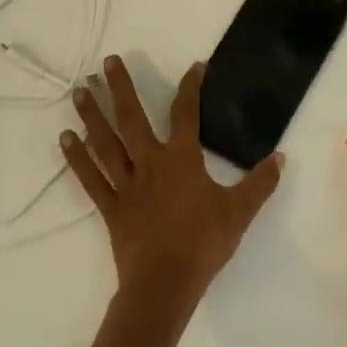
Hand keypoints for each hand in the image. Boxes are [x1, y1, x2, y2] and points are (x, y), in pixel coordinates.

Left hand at [62, 55, 284, 302]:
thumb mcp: (240, 212)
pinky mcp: (111, 207)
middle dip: (120, 88)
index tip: (194, 66)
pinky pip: (91, 178)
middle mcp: (150, 163)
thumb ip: (260, 183)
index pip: (186, 113)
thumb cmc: (204, 243)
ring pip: (105, 143)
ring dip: (92, 115)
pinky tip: (66, 139)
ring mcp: (126, 184)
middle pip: (132, 118)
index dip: (190, 87)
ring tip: (80, 90)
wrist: (165, 284)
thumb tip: (280, 158)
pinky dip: (77, 158)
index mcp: (182, 159)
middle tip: (107, 61)